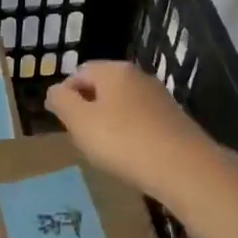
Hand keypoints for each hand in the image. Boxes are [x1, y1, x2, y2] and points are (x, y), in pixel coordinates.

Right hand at [43, 61, 217, 200]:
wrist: (183, 167)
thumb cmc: (123, 141)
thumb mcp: (80, 122)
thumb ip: (62, 102)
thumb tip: (55, 91)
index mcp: (114, 70)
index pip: (79, 72)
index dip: (65, 95)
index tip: (62, 122)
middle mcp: (138, 76)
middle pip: (103, 87)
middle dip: (88, 109)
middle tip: (81, 137)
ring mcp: (159, 97)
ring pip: (123, 104)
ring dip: (110, 122)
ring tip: (105, 150)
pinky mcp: (174, 118)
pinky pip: (141, 120)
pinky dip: (131, 133)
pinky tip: (131, 155)